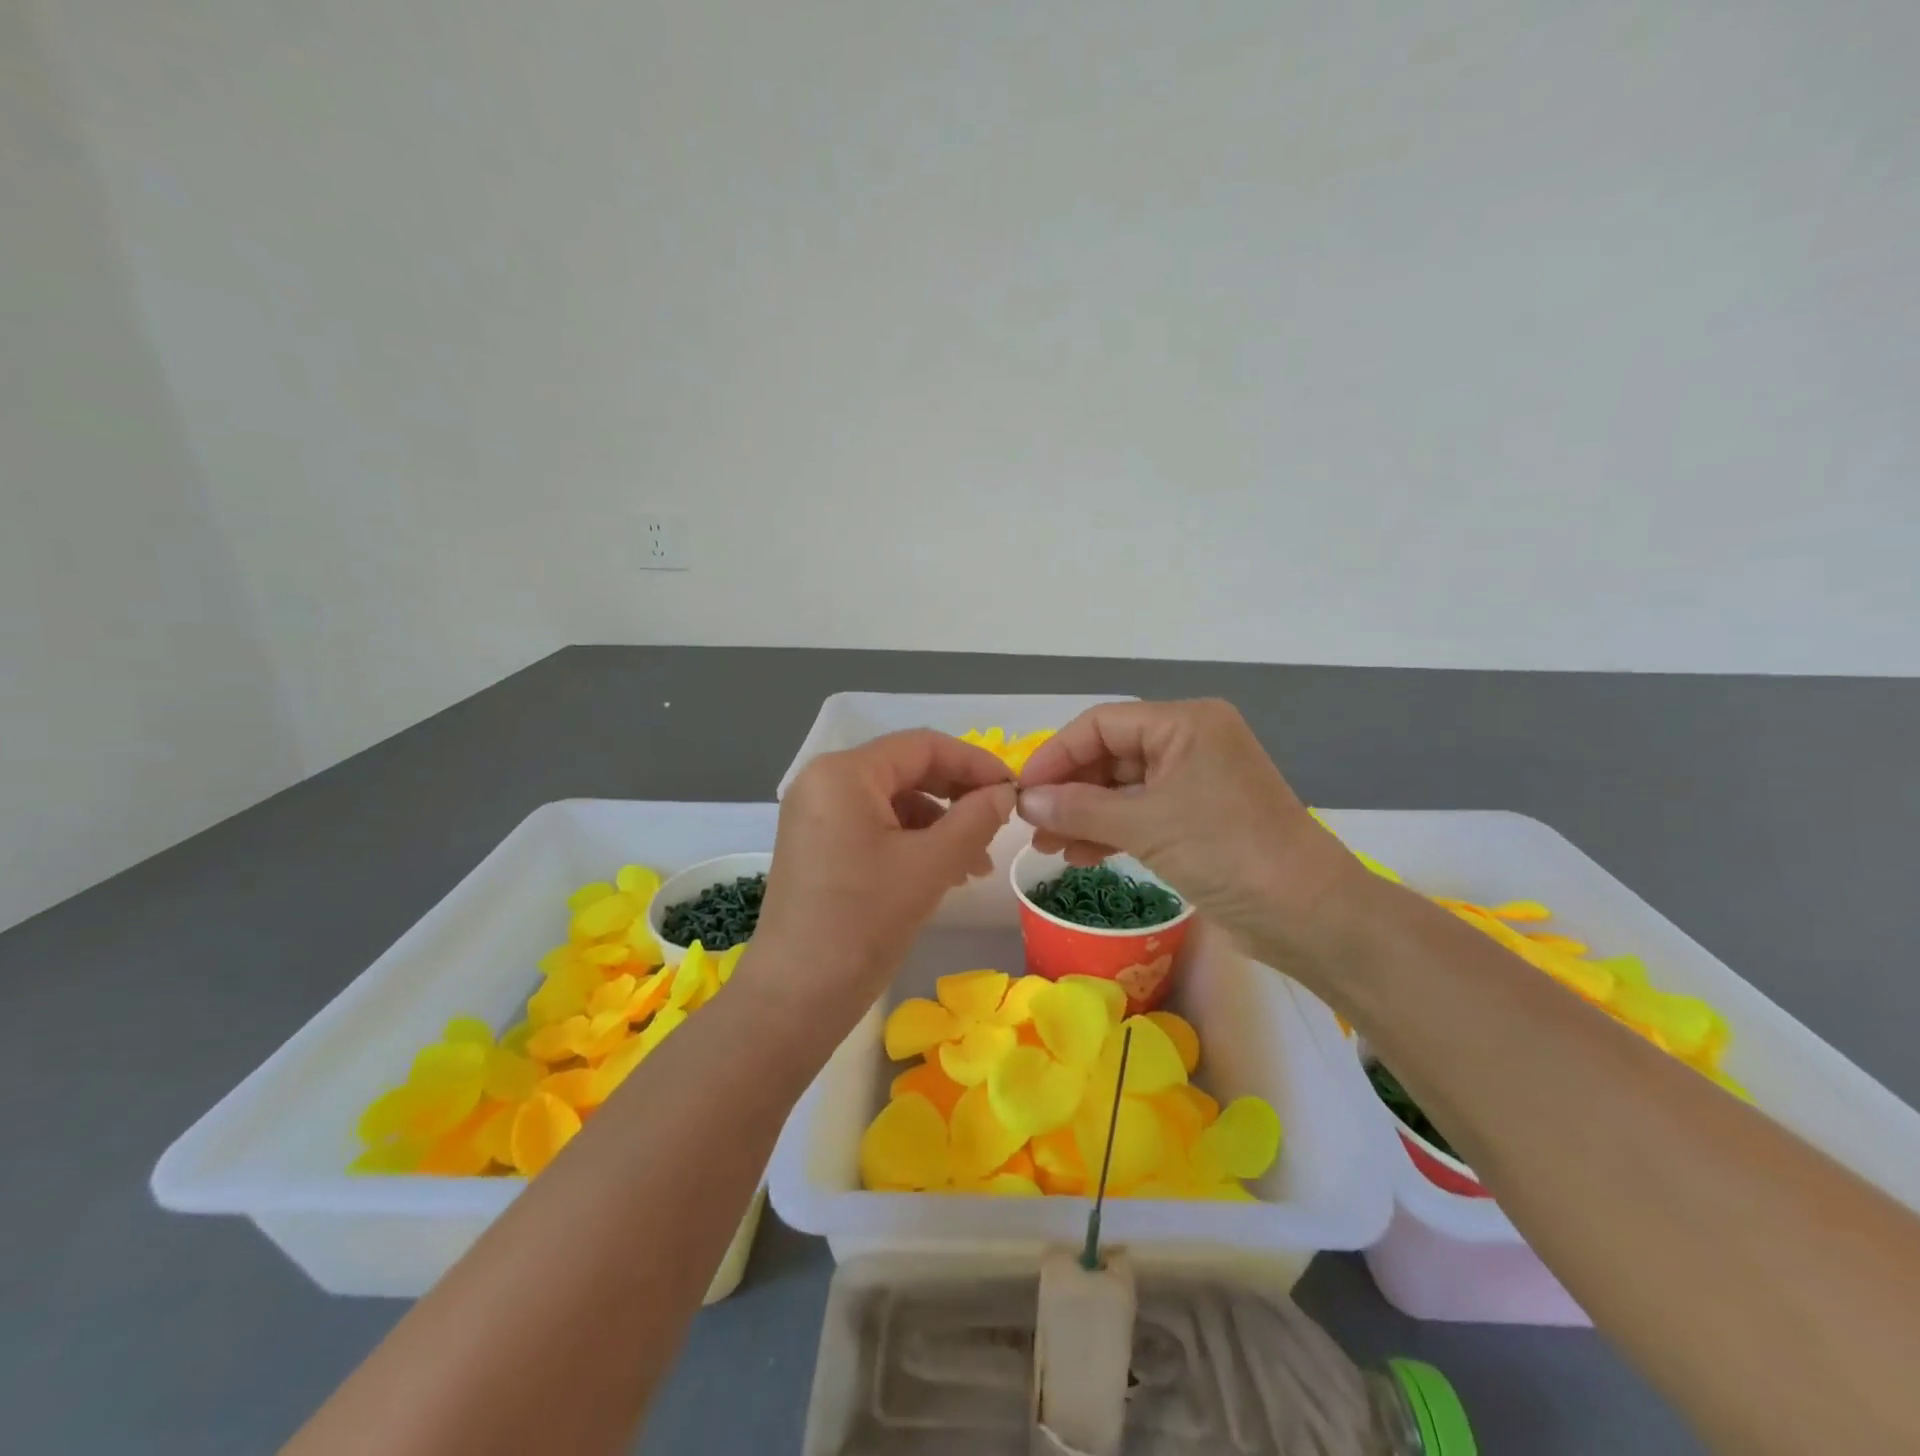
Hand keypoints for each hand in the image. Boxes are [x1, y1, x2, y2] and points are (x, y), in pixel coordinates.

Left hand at [745, 730, 1017, 1023]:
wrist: (795, 998)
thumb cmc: (863, 922)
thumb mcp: (930, 866)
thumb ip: (975, 819)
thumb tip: (1004, 794)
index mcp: (844, 773)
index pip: (922, 746)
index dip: (974, 762)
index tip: (1013, 791)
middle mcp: (823, 782)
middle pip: (906, 770)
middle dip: (957, 796)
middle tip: (997, 826)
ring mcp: (816, 815)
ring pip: (893, 802)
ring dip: (939, 825)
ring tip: (974, 865)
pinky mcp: (817, 846)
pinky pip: (874, 827)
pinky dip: (911, 843)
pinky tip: (941, 874)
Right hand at [1016, 700, 1362, 976]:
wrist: (1308, 915)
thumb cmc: (1227, 852)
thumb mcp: (1146, 826)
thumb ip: (1079, 809)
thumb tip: (1026, 802)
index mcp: (1185, 723)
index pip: (1102, 724)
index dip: (1057, 754)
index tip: (1023, 791)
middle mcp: (1191, 742)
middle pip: (1111, 754)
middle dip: (1069, 790)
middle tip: (1031, 824)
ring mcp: (1196, 781)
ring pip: (1123, 787)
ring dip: (1084, 814)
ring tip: (1046, 847)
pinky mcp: (1199, 818)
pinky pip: (1142, 813)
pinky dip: (1110, 831)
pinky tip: (1079, 855)